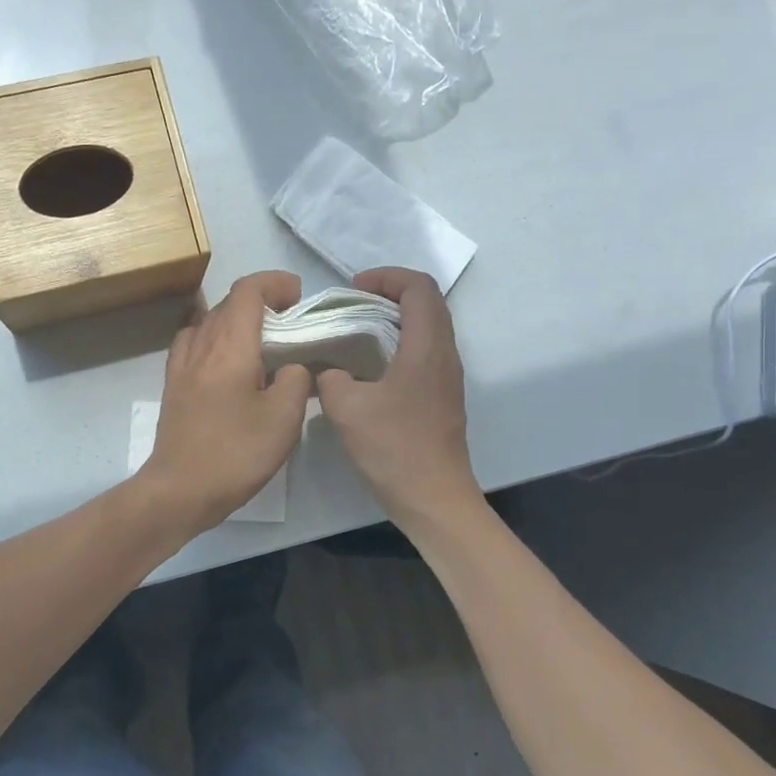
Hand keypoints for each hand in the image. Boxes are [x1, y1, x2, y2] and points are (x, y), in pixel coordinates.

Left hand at [140, 271, 312, 532]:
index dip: (275, 283)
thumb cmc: (235, 453)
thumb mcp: (283, 419)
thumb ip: (295, 380)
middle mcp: (201, 345)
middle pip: (227, 302)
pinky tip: (225, 359)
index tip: (298, 295)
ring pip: (208, 320)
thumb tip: (292, 367)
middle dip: (260, 299)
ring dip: (235, 318)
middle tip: (289, 320)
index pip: (248, 291)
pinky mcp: (173, 385)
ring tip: (259, 339)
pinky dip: (212, 336)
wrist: (180, 489)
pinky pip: (192, 342)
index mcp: (230, 346)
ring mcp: (182, 365)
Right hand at [315, 267, 479, 523]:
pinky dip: (397, 344)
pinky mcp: (442, 397)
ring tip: (356, 331)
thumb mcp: (346, 408)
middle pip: (427, 303)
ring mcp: (447, 377)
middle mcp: (444, 355)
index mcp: (427, 347)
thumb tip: (328, 370)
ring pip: (427, 328)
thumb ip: (330, 377)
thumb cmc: (394, 448)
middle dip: (389, 293)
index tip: (354, 288)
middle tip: (352, 304)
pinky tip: (368, 368)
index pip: (419, 288)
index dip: (387, 276)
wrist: (433, 498)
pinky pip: (423, 352)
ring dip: (394, 319)